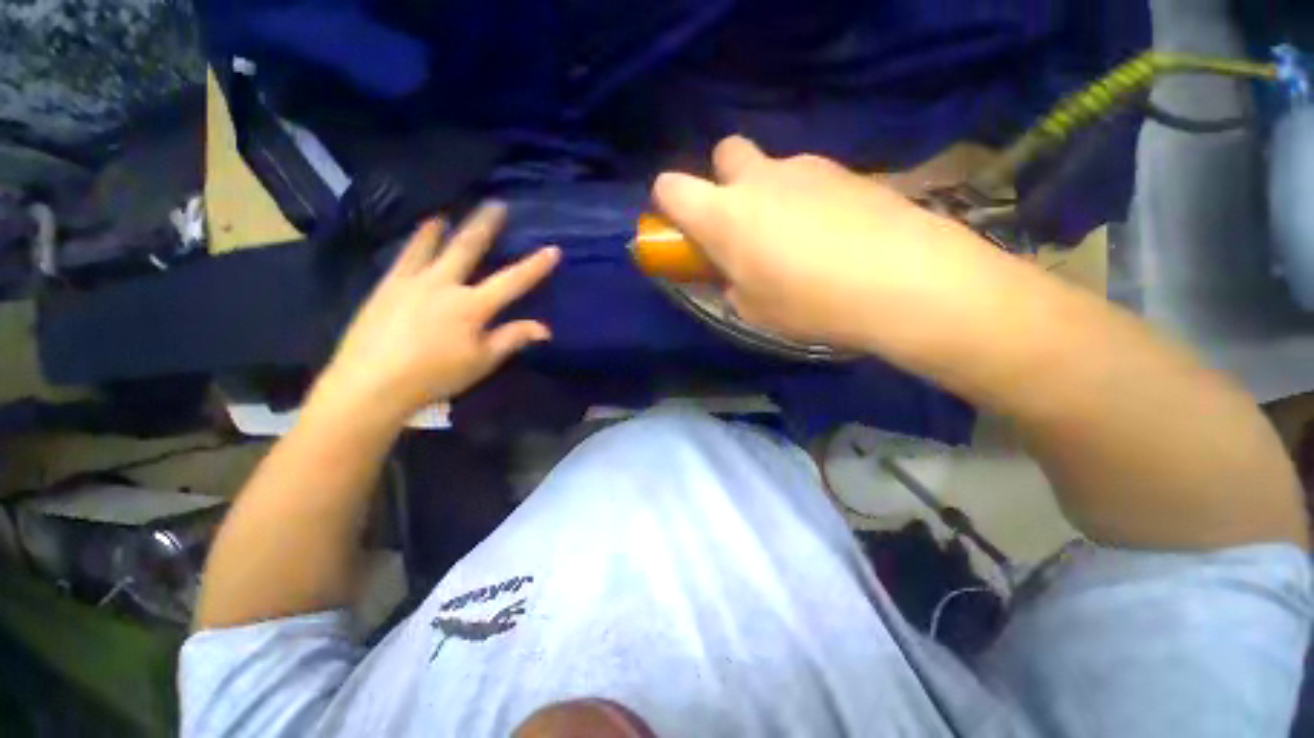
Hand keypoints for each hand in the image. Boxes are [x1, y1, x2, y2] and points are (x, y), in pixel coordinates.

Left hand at [314, 203, 558, 423]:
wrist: (370, 383)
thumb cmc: (434, 376)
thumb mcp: (481, 362)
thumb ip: (512, 339)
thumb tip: (545, 328)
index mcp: (471, 306)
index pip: (512, 281)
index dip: (535, 266)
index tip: (553, 249)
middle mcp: (443, 284)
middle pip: (468, 247)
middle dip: (486, 225)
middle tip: (496, 204)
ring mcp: (411, 280)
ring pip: (432, 244)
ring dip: (445, 226)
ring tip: (450, 212)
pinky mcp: (387, 285)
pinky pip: (405, 255)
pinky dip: (417, 239)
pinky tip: (419, 233)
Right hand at [652, 136, 1016, 354]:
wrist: (902, 280)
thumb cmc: (809, 303)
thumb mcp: (752, 309)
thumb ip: (730, 285)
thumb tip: (732, 274)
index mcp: (723, 215)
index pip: (670, 186)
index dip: (668, 204)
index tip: (682, 229)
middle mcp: (759, 178)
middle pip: (725, 153)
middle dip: (724, 182)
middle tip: (743, 224)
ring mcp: (806, 168)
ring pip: (772, 167)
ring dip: (771, 195)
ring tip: (800, 242)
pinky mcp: (847, 171)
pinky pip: (811, 179)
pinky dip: (809, 200)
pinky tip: (833, 235)